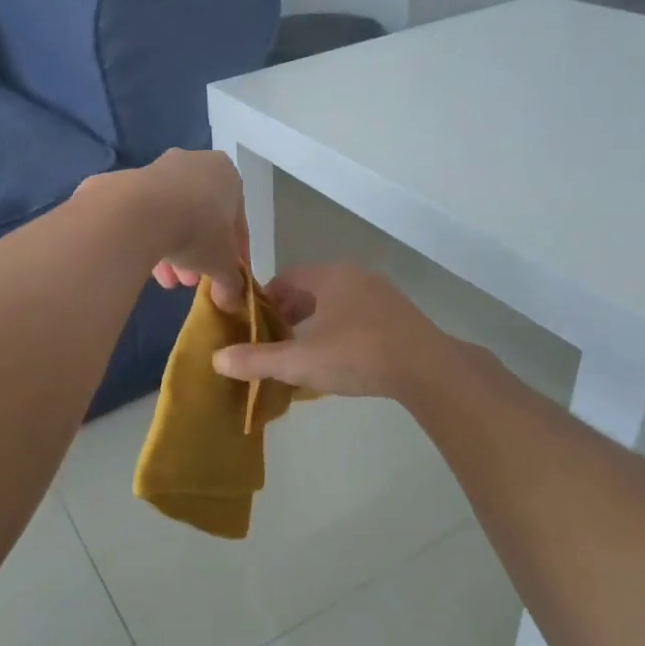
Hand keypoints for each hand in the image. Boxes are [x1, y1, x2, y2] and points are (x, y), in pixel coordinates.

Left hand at [131, 150, 248, 311]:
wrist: (137, 213)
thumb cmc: (197, 230)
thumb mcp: (223, 263)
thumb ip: (232, 281)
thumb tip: (233, 301)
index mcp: (225, 173)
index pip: (236, 219)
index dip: (234, 253)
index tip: (227, 277)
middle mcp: (192, 163)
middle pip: (201, 216)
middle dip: (198, 253)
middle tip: (192, 281)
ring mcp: (155, 170)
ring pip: (171, 216)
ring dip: (173, 251)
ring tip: (168, 282)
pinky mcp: (124, 183)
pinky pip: (144, 216)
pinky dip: (148, 239)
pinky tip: (145, 267)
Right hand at [210, 263, 454, 399]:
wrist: (428, 369)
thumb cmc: (358, 355)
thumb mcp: (301, 361)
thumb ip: (258, 360)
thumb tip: (216, 359)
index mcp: (330, 276)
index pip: (285, 279)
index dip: (264, 302)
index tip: (252, 328)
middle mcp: (355, 276)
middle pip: (310, 290)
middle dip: (288, 316)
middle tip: (274, 344)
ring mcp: (381, 294)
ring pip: (335, 304)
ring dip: (315, 325)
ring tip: (303, 356)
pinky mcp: (399, 315)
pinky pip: (357, 316)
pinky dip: (340, 332)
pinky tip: (339, 361)